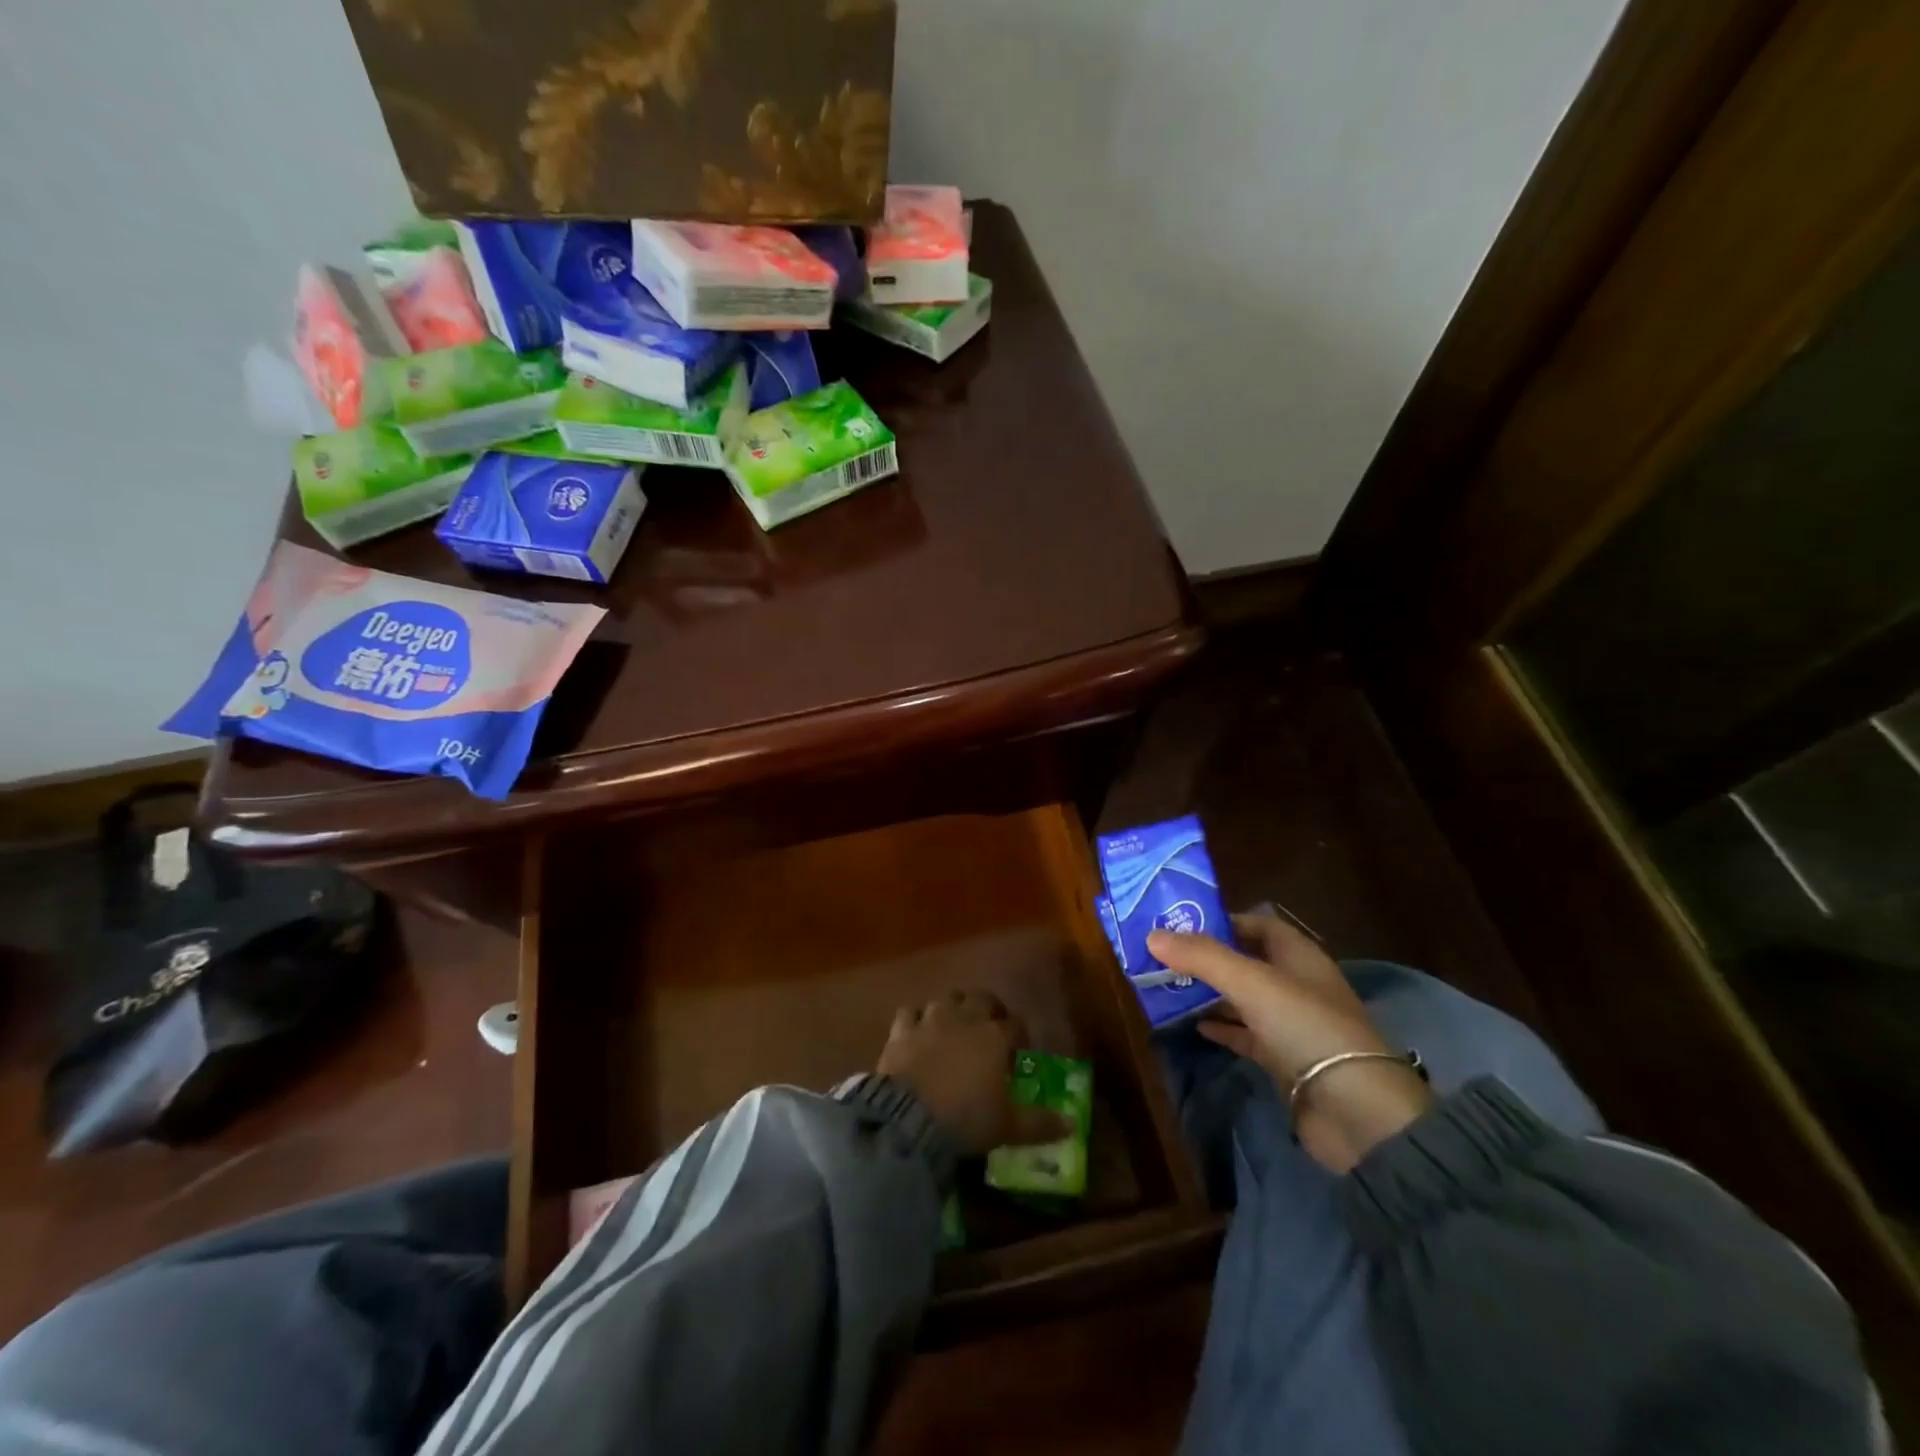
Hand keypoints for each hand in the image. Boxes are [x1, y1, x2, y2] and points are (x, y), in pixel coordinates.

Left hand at [876, 990, 1071, 1153]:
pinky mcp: (901, 1030)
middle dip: (988, 1009)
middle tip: (990, 1029)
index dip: (1018, 1034)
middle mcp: (964, 1018)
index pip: (1014, 1024)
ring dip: (953, 1009)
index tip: (1018, 1051)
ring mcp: (930, 1020)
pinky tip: (917, 1032)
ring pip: (946, 1000)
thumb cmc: (966, 1119)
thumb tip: (1072, 1124)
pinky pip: (910, 1012)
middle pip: (981, 998)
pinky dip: (915, 1019)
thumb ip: (1040, 1123)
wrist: (908, 1119)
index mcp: (994, 1036)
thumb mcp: (1008, 1126)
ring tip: (954, 1027)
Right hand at [1148, 914, 1433, 1172]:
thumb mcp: (1250, 982)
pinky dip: (1222, 1028)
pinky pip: (1246, 1034)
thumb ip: (1201, 957)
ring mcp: (1291, 1024)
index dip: (1222, 920)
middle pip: (1246, 961)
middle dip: (1207, 958)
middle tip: (1163, 954)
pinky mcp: (1284, 1059)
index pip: (1257, 924)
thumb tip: (1152, 935)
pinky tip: (1194, 1026)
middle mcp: (1296, 984)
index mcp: (1298, 956)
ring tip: (1167, 986)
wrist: (1355, 1111)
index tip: (1180, 922)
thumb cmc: (1305, 1027)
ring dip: (1210, 993)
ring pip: (1243, 998)